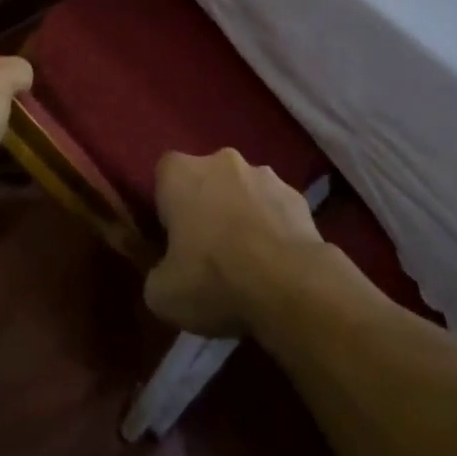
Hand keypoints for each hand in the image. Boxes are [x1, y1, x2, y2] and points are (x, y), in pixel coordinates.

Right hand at [144, 149, 322, 337]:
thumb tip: (168, 273)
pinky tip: (275, 263)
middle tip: (207, 251)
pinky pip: (275, 209)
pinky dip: (272, 228)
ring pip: (243, 192)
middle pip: (206, 179)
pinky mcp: (298, 196)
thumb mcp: (162, 294)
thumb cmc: (213, 279)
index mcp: (181, 173)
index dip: (166, 206)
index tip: (172, 239)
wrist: (290, 284)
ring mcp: (266, 174)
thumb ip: (158, 272)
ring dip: (241, 215)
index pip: (164, 176)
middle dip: (206, 206)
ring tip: (247, 260)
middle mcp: (222, 160)